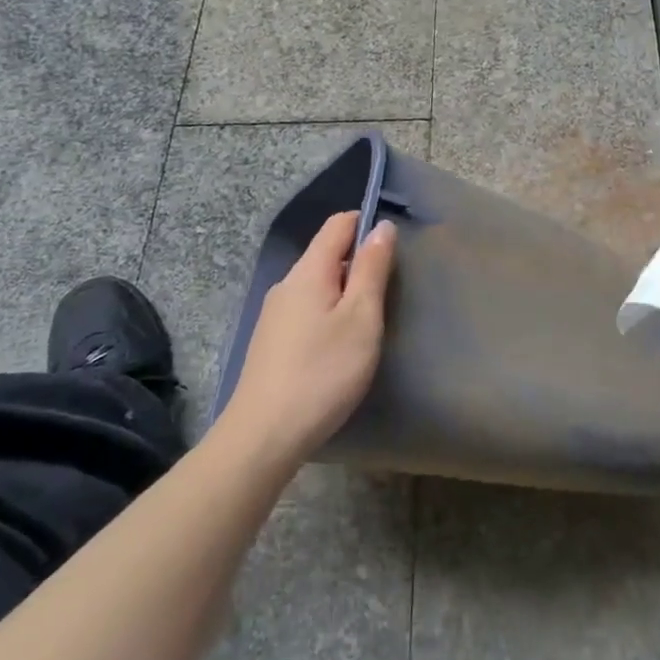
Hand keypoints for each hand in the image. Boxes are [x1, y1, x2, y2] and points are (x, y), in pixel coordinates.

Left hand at [221, 210, 395, 469]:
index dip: (367, 223)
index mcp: (309, 271)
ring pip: (317, 285)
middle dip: (359, 261)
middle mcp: (287, 284)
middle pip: (326, 254)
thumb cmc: (323, 372)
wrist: (263, 436)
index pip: (338, 224)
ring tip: (371, 320)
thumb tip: (381, 226)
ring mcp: (274, 314)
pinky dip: (329, 313)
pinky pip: (306, 309)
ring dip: (345, 290)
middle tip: (391, 289)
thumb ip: (372, 269)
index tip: (395, 246)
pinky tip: (341, 345)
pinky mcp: (271, 342)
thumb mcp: (361, 318)